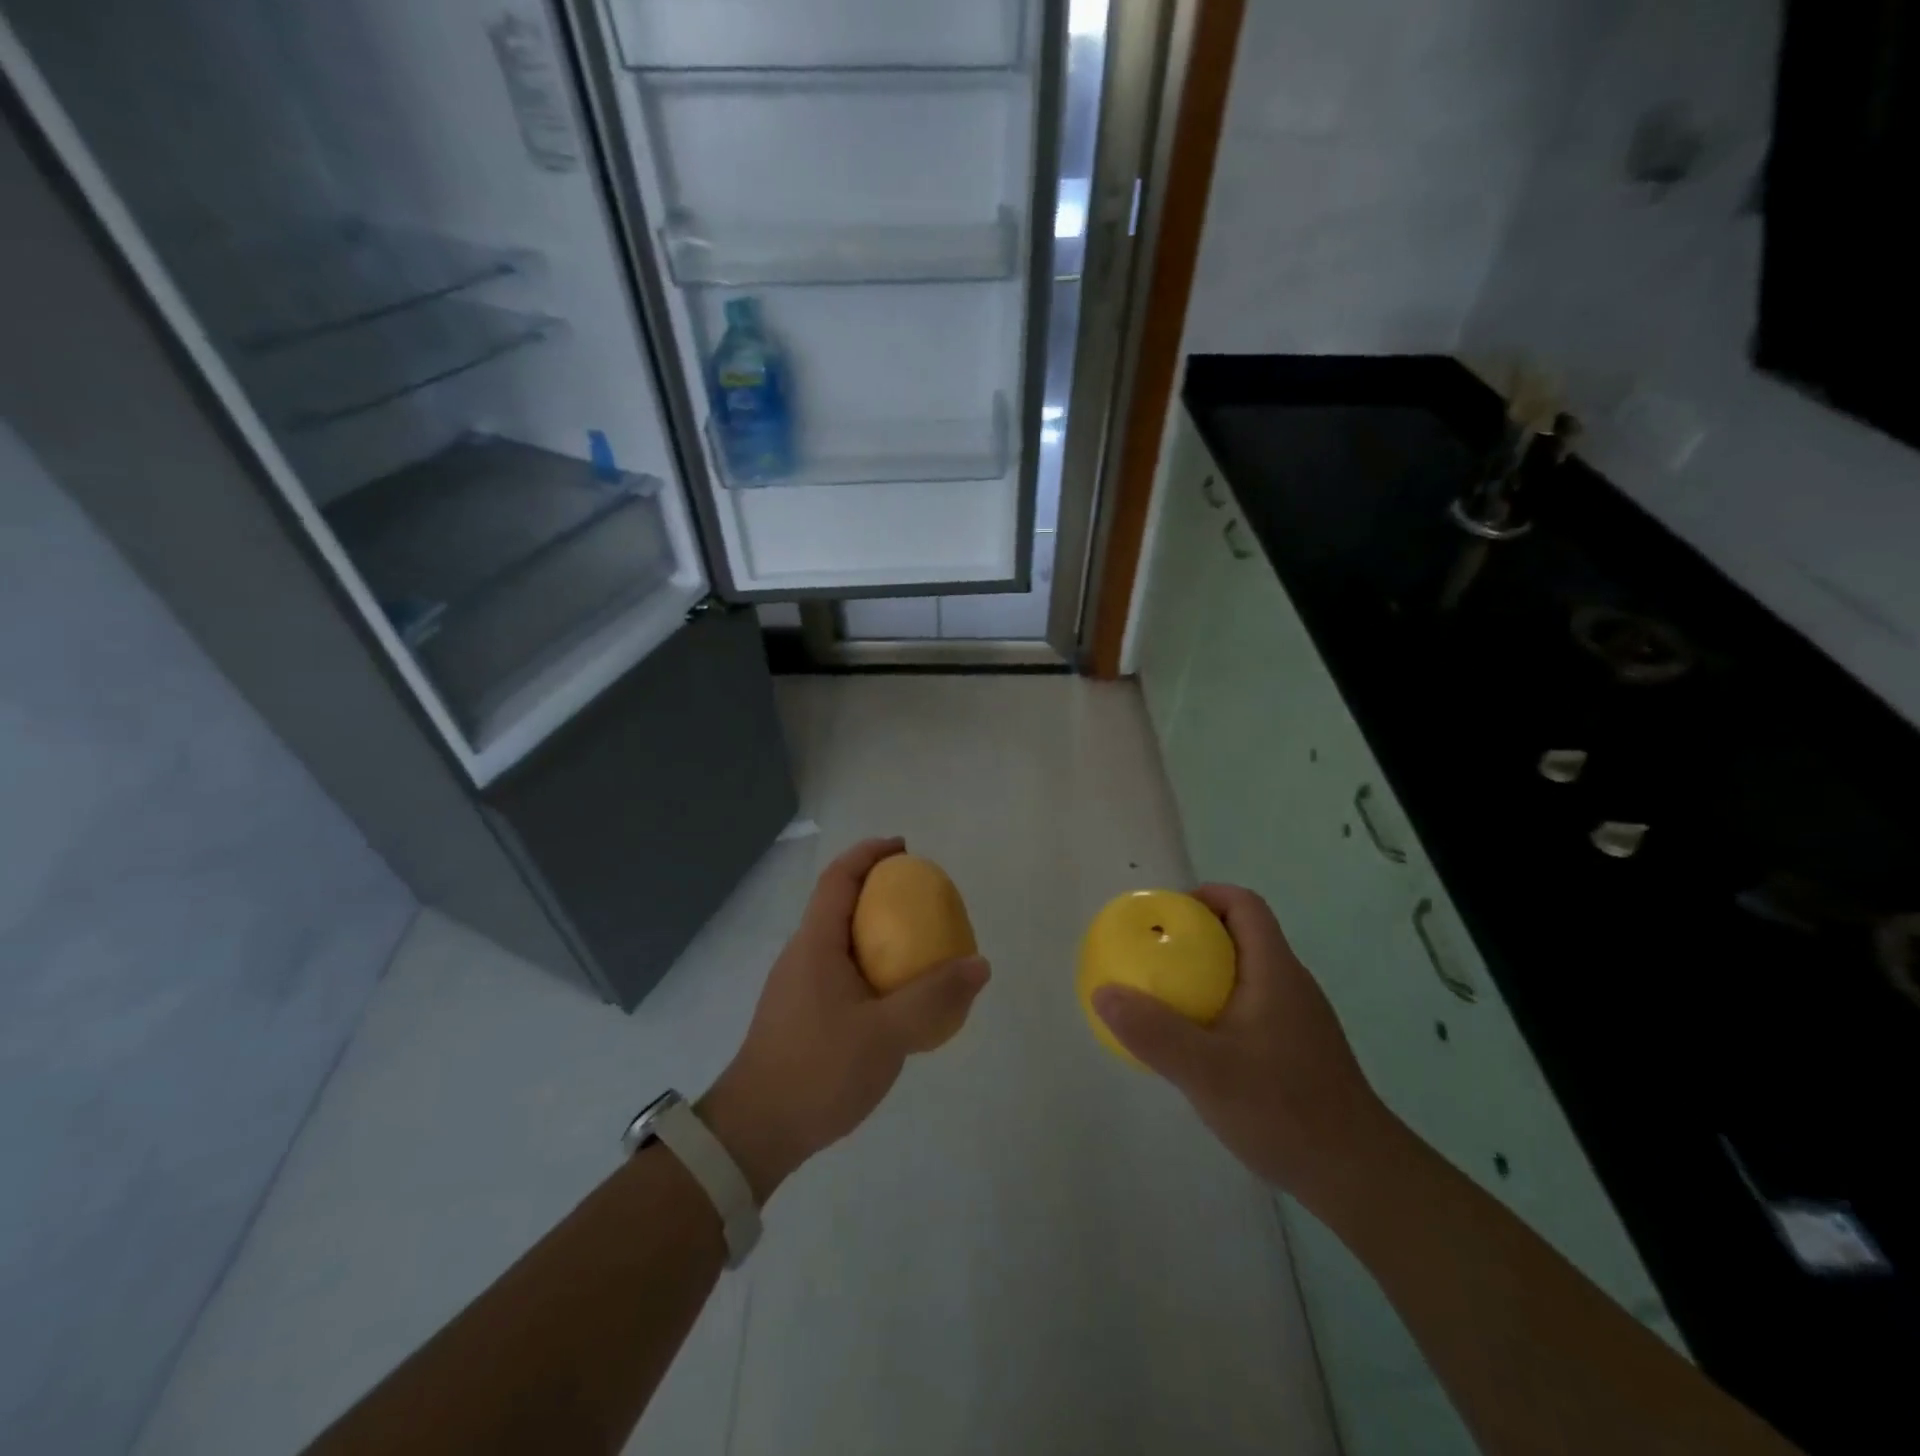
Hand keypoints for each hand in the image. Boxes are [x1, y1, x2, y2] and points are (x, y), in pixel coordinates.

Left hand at [700, 838, 989, 1202]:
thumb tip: (979, 964)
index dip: (870, 853)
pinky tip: (896, 997)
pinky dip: (871, 965)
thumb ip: (934, 997)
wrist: (756, 1133)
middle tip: (923, 898)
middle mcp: (803, 955)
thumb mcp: (886, 1034)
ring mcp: (798, 986)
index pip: (839, 878)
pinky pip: (842, 970)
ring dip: (876, 930)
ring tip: (918, 945)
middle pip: (840, 903)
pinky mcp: (802, 1014)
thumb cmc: (818, 1070)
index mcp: (816, 944)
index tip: (904, 848)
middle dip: (879, 890)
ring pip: (841, 940)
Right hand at [1092, 884, 1391, 1197]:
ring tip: (1163, 997)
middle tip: (1151, 956)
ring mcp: (1297, 1019)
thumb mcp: (1207, 1071)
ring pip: (1245, 973)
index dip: (1205, 895)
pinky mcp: (1297, 1050)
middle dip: (1194, 936)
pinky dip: (1217, 1006)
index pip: (1244, 905)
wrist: (1358, 1177)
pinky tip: (1196, 1046)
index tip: (1163, 915)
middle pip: (1241, 935)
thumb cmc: (1284, 1110)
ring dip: (1204, 973)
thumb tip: (1103, 993)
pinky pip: (1250, 1006)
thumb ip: (1153, 1032)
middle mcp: (1289, 984)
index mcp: (1274, 971)